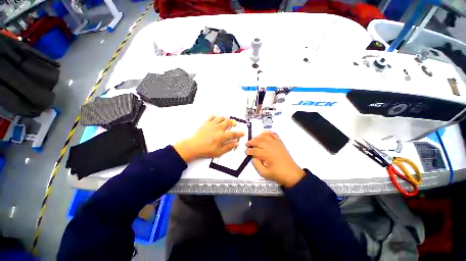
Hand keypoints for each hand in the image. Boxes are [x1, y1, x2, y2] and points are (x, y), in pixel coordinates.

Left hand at [174, 116, 244, 162]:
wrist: (194, 146)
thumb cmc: (206, 150)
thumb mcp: (219, 152)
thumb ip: (228, 147)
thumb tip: (236, 143)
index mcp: (221, 136)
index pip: (233, 134)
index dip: (239, 133)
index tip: (242, 133)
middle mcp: (218, 128)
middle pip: (228, 122)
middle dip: (233, 122)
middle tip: (235, 124)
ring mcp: (212, 124)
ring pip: (221, 117)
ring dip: (225, 118)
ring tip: (226, 121)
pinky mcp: (206, 123)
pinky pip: (212, 116)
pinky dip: (216, 117)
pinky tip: (217, 120)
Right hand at [246, 131, 304, 187]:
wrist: (291, 174)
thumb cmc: (278, 174)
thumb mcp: (264, 173)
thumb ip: (256, 164)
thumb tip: (253, 157)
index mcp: (267, 155)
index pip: (255, 150)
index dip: (249, 151)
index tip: (246, 152)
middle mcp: (271, 147)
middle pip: (259, 141)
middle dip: (251, 142)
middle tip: (247, 144)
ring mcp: (276, 144)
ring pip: (265, 136)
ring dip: (257, 137)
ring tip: (253, 140)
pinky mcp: (280, 143)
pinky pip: (273, 134)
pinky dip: (267, 132)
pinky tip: (263, 133)